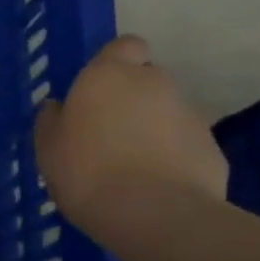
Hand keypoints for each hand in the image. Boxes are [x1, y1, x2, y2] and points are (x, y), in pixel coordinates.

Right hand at [33, 35, 227, 252]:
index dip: (115, 62)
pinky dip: (172, 159)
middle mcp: (155, 84)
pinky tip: (154, 187)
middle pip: (147, 80)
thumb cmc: (86, 171)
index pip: (125, 45)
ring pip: (167, 114)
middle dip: (132, 100)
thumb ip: (51, 120)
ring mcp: (189, 116)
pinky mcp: (212, 149)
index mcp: (110, 75)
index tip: (99, 89)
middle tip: (108, 134)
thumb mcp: (47, 148)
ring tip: (131, 168)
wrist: (154, 215)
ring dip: (152, 130)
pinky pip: (184, 146)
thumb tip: (58, 106)